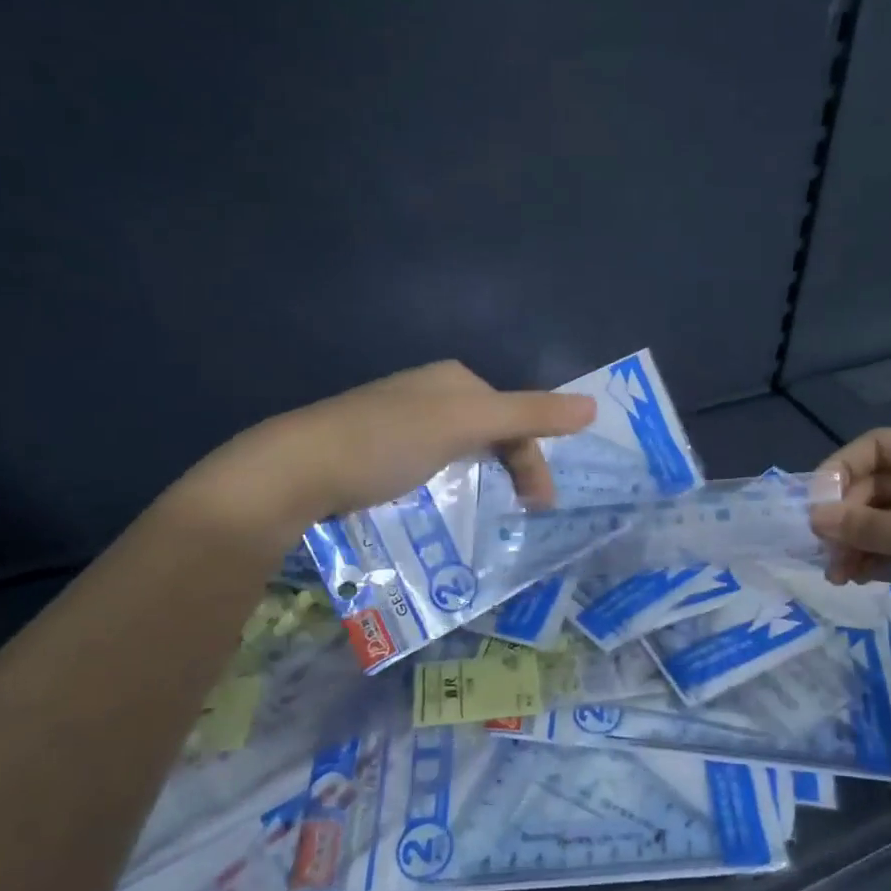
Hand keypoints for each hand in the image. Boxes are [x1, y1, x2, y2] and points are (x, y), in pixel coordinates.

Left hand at [174, 360, 596, 532]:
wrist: (297, 469)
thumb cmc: (387, 442)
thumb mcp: (465, 424)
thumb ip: (529, 413)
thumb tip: (593, 406)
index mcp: (455, 379)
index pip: (515, 415)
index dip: (534, 458)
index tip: (538, 506)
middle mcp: (431, 391)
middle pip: (493, 429)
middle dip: (514, 467)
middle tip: (524, 511)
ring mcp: (402, 419)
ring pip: (464, 447)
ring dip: (486, 475)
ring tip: (489, 509)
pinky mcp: (378, 447)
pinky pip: (434, 461)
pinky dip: (453, 480)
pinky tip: (443, 500)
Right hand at [810, 428, 890, 624]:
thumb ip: (871, 527)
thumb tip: (814, 518)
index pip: (877, 446)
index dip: (839, 470)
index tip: (813, 507)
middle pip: (879, 483)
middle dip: (848, 516)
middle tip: (824, 552)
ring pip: (889, 515)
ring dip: (859, 539)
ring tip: (836, 573)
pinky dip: (881, 553)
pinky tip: (859, 576)